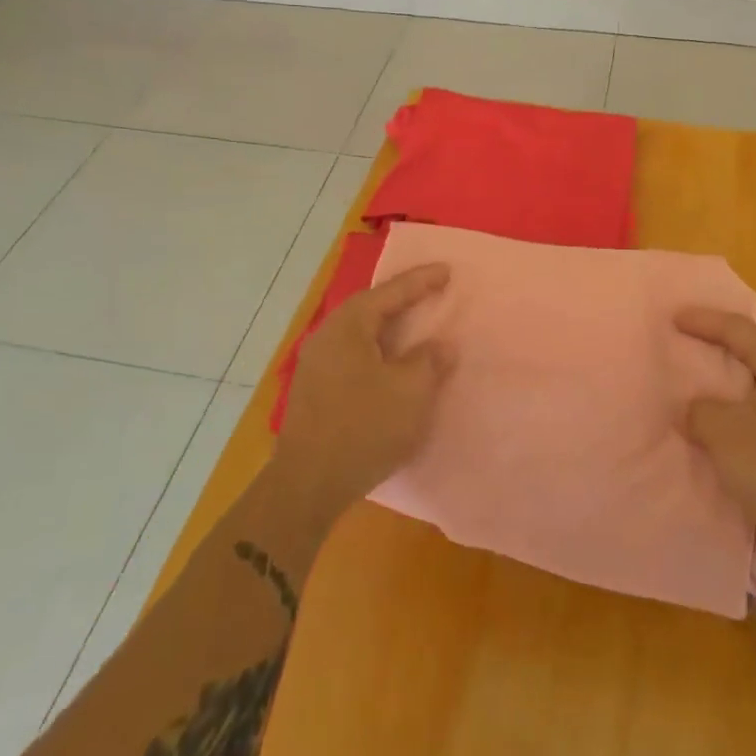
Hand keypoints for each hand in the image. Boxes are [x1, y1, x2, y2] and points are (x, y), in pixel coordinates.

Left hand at [271, 264, 453, 522]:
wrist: (307, 485)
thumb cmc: (364, 428)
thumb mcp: (410, 392)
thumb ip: (430, 361)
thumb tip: (440, 346)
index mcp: (348, 326)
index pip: (390, 292)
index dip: (421, 281)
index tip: (447, 271)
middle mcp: (327, 336)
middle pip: (370, 308)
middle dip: (402, 299)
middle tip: (431, 293)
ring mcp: (315, 364)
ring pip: (360, 333)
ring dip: (388, 327)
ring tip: (414, 325)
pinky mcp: (314, 390)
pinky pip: (352, 354)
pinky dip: (377, 350)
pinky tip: (390, 364)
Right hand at [678, 308, 755, 553]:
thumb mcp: (724, 432)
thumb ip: (700, 411)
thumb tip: (695, 410)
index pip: (736, 328)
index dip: (703, 321)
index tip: (673, 318)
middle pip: (752, 353)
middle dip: (719, 350)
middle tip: (688, 346)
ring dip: (730, 389)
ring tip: (700, 391)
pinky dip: (741, 416)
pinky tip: (726, 432)